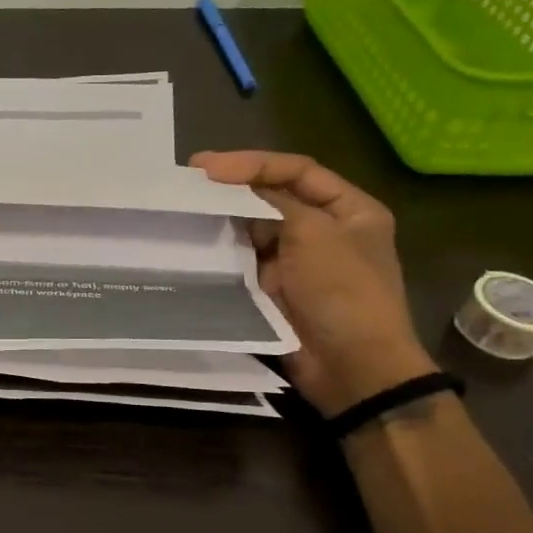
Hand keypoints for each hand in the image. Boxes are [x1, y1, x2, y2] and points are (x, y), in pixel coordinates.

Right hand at [191, 150, 435, 413]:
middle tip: (186, 183)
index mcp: (349, 210)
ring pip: (252, 229)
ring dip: (222, 219)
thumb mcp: (314, 234)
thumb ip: (273, 202)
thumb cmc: (343, 291)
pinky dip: (220, 251)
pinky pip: (242, 261)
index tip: (206, 167)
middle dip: (231, 189)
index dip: (251, 164)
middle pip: (272, 197)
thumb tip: (231, 185)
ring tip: (182, 208)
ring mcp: (296, 261)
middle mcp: (324, 230)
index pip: (296, 170)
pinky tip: (193, 242)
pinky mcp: (272, 288)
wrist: (350, 367)